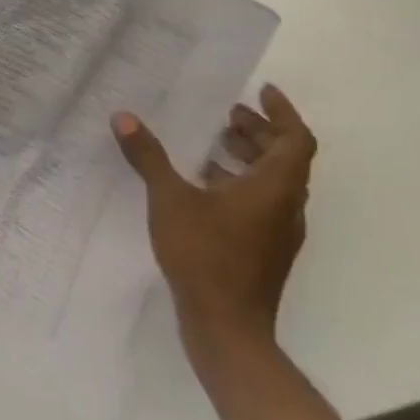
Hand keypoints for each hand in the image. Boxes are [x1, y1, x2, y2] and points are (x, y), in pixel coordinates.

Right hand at [112, 86, 316, 355]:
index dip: (282, 112)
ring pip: (273, 183)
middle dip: (260, 132)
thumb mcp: (170, 199)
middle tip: (230, 114)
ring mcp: (277, 233)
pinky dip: (240, 184)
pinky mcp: (264, 251)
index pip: (296, 140)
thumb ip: (148, 157)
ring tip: (214, 143)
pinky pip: (261, 204)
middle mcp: (285, 207)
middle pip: (285, 159)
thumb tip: (123, 117)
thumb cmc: (205, 255)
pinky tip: (204, 186)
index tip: (262, 91)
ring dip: (249, 158)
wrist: (227, 328)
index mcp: (275, 189)